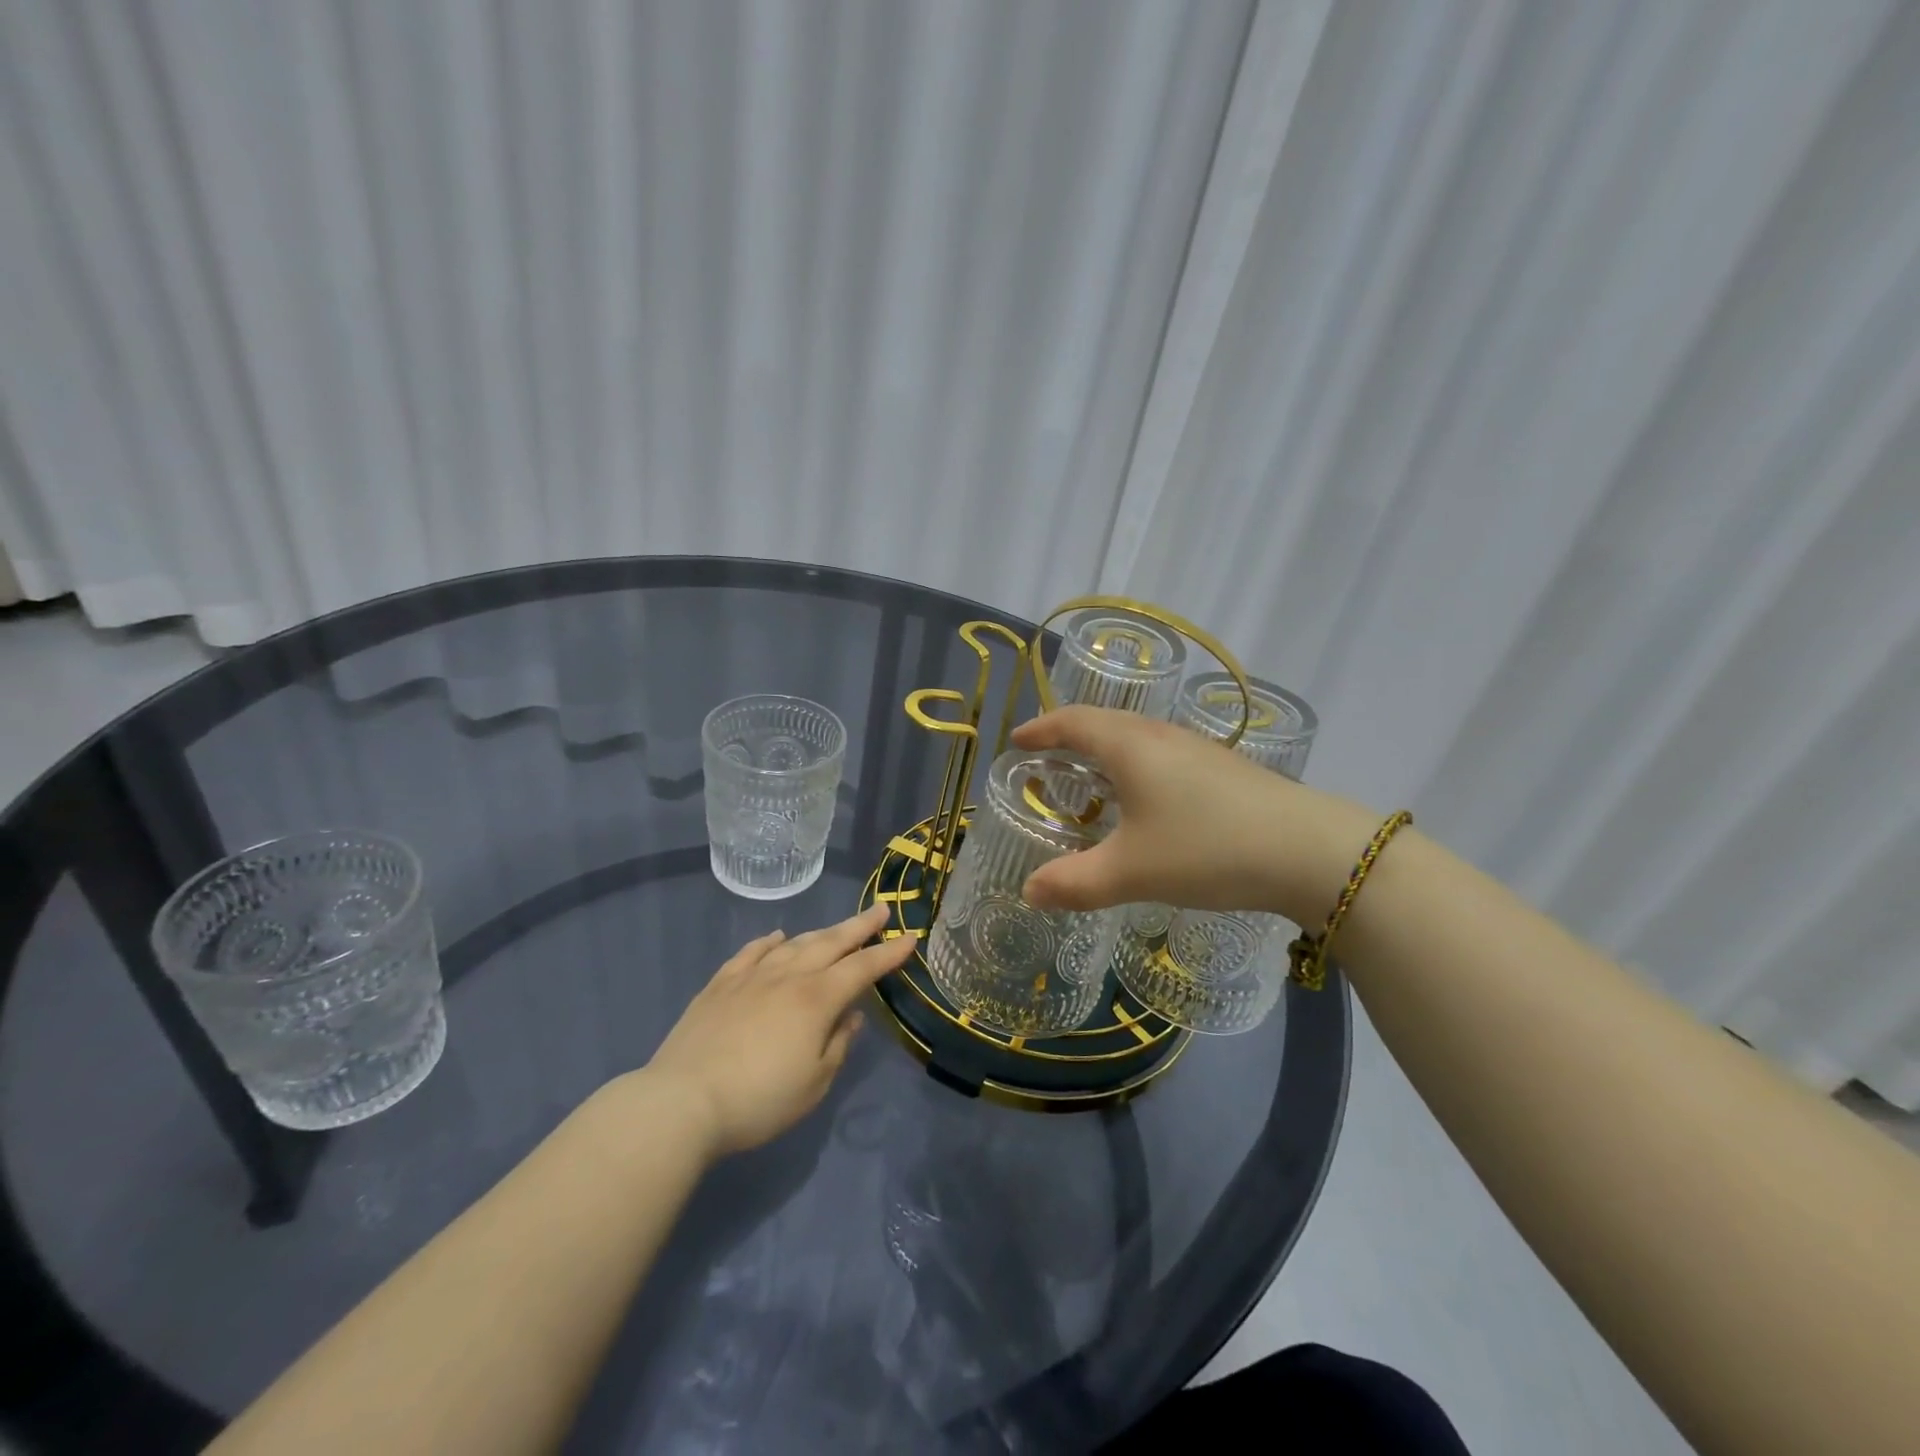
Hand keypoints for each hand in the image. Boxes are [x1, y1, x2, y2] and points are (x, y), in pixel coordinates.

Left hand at [643, 905, 914, 1159]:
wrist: (682, 1102)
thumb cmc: (759, 1100)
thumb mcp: (814, 1083)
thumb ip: (838, 1045)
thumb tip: (850, 1016)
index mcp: (817, 999)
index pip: (862, 968)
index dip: (889, 954)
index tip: (910, 938)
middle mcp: (788, 976)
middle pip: (831, 942)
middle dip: (860, 926)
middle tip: (880, 911)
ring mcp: (751, 976)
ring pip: (794, 943)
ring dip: (820, 933)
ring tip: (836, 929)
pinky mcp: (720, 984)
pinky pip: (751, 952)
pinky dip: (769, 941)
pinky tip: (777, 937)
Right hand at [1011, 706, 1376, 924]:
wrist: (1310, 851)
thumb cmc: (1206, 849)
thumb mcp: (1132, 872)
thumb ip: (1075, 883)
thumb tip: (1029, 892)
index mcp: (1130, 746)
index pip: (1073, 722)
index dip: (1040, 729)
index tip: (1016, 741)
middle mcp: (1161, 736)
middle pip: (1105, 722)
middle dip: (1070, 736)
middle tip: (1046, 759)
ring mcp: (1197, 749)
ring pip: (1138, 738)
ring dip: (1106, 750)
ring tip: (1090, 777)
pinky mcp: (1223, 768)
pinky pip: (1162, 755)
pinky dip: (1136, 766)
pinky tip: (1146, 799)